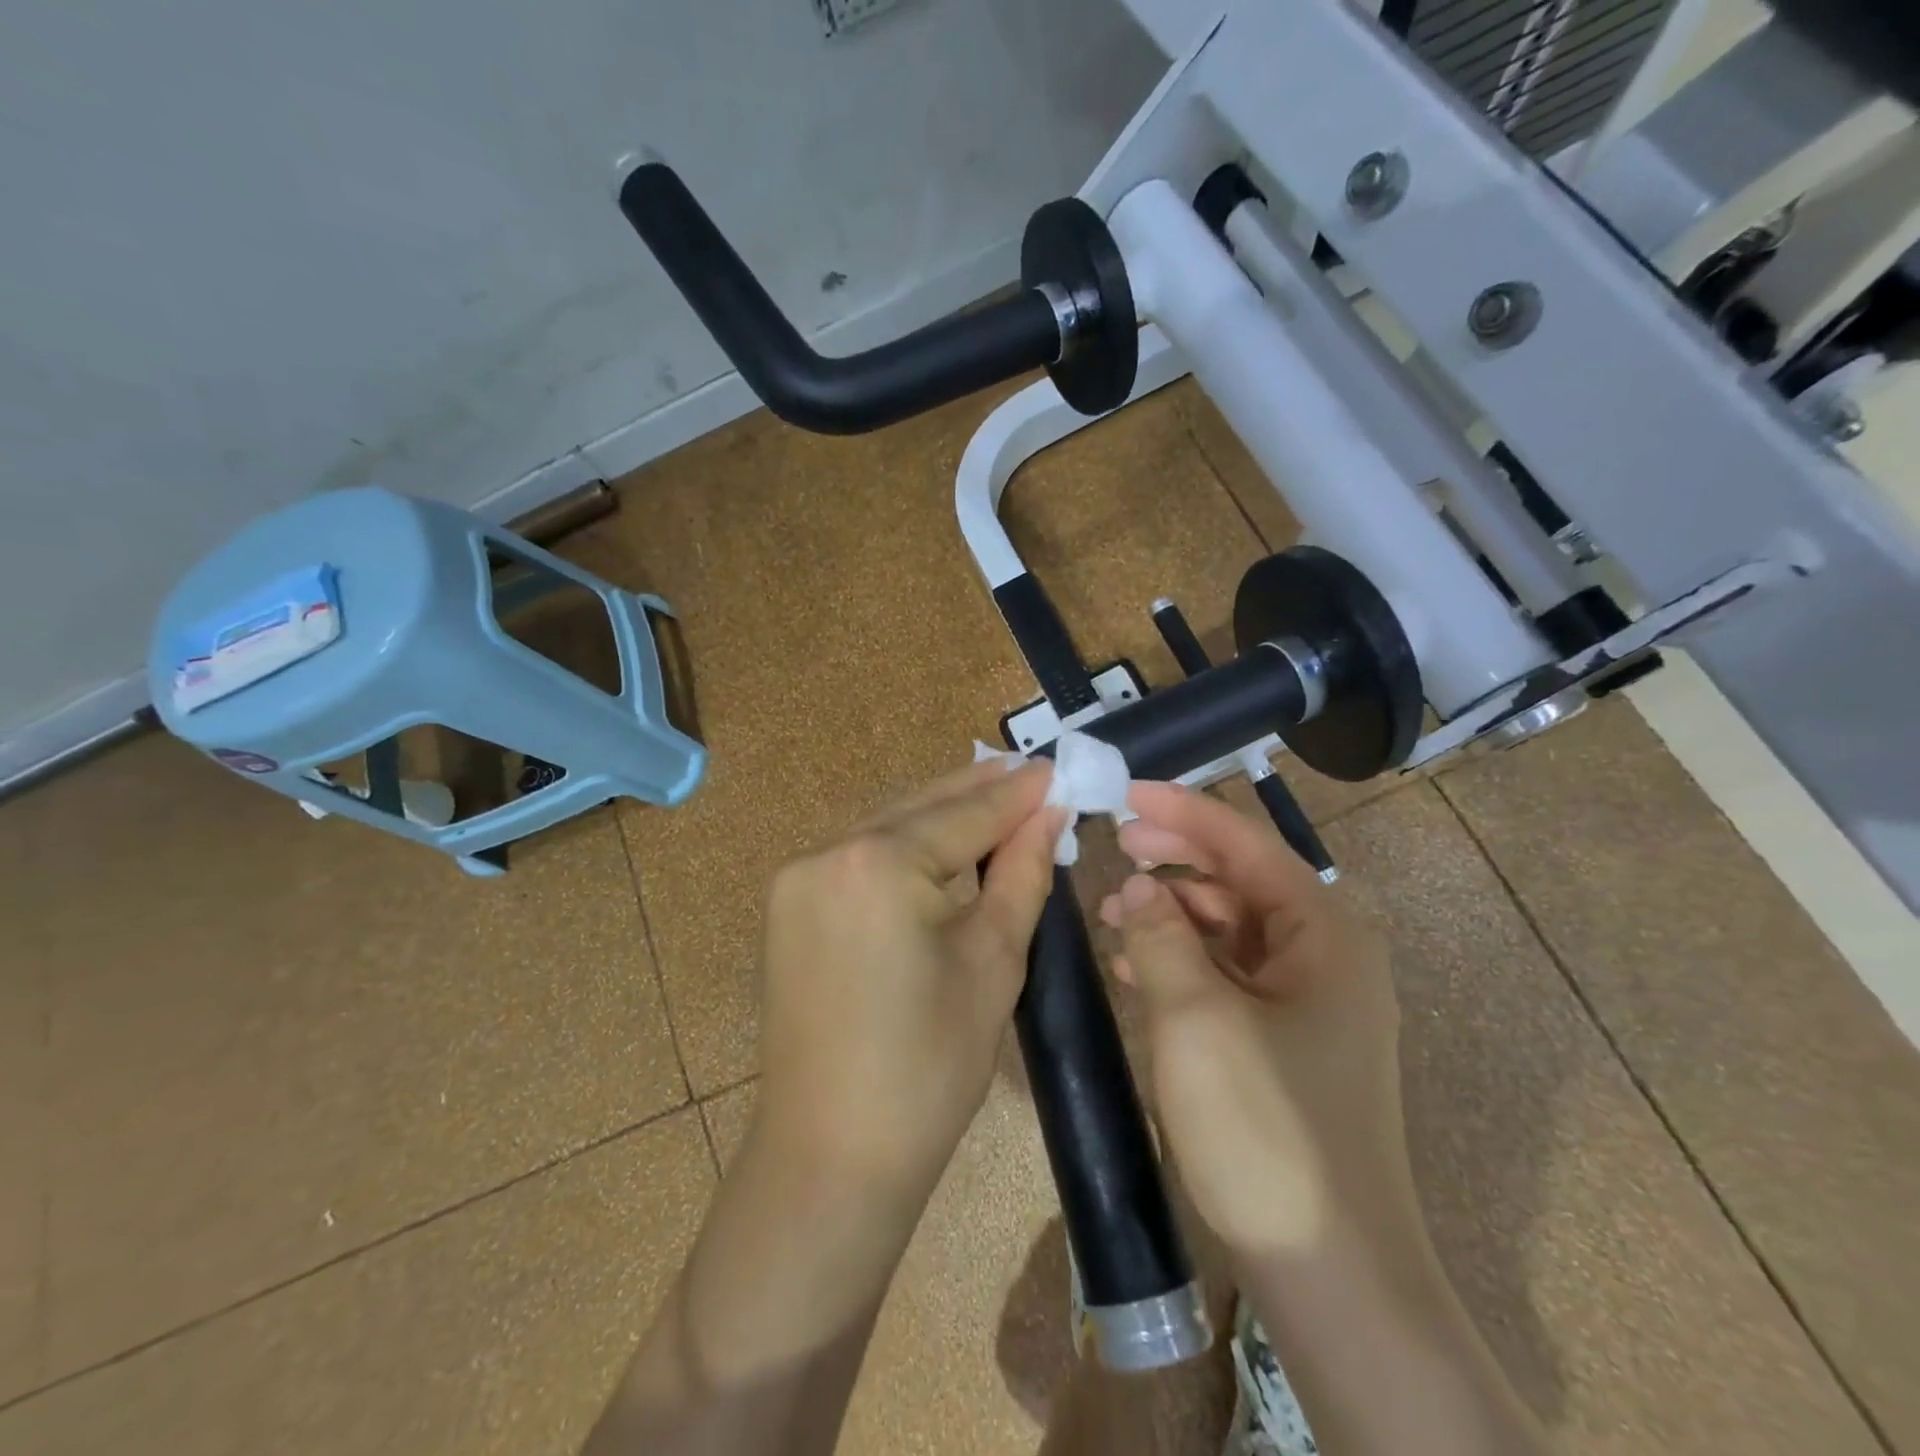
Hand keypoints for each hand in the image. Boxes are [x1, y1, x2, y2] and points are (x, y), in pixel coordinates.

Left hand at [753, 760, 1064, 1208]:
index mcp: (876, 862)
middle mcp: (827, 851)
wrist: (831, 1155)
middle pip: (920, 808)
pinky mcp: (789, 904)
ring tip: (994, 798)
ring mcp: (798, 877)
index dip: (1017, 795)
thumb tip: (1048, 814)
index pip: (965, 814)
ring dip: (940, 815)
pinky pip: (859, 856)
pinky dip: (903, 846)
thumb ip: (1021, 874)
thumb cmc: (929, 1066)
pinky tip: (938, 844)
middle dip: (977, 792)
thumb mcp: (992, 961)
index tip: (1057, 770)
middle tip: (1029, 773)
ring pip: (887, 827)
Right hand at [1098, 781, 1409, 1261]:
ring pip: (1228, 927)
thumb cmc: (1266, 1129)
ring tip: (1112, 909)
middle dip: (1174, 856)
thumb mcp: (1197, 1018)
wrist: (1331, 1272)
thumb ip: (1160, 936)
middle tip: (1112, 842)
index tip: (1123, 792)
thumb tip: (1136, 885)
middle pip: (1238, 880)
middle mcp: (1323, 955)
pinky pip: (1226, 973)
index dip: (1182, 811)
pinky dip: (1181, 959)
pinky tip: (1135, 966)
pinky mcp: (1284, 1038)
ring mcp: (1306, 1000)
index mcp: (1322, 933)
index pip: (1244, 844)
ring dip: (1171, 910)